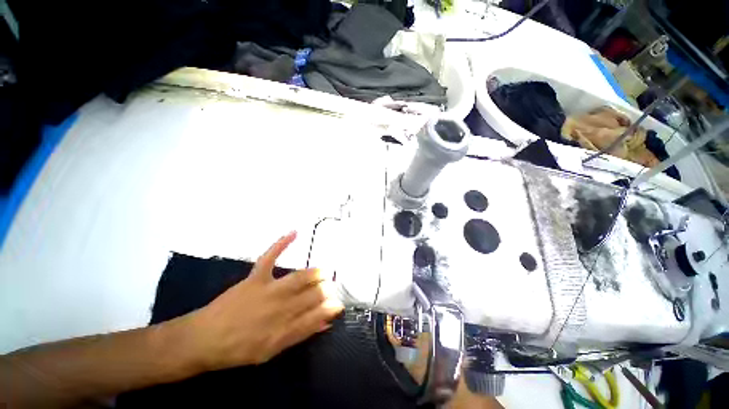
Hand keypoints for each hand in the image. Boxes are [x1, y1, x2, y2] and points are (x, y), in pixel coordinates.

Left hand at [186, 231, 343, 369]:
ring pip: (298, 278)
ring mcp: (267, 290)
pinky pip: (270, 257)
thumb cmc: (238, 349)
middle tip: (333, 286)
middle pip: (310, 295)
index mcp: (283, 330)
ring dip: (314, 274)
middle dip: (325, 290)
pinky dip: (282, 243)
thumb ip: (300, 334)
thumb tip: (325, 322)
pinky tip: (294, 232)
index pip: (315, 316)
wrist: (203, 340)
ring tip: (324, 272)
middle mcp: (279, 308)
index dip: (330, 309)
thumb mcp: (272, 351)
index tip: (339, 304)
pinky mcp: (255, 278)